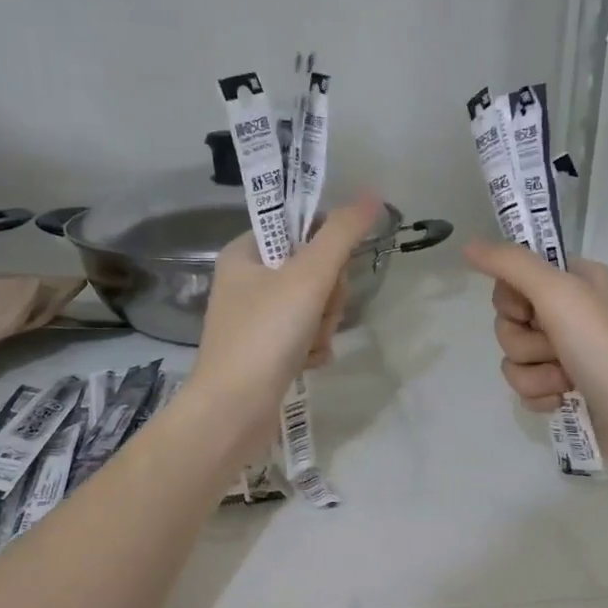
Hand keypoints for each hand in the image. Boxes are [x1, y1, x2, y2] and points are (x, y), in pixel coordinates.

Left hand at [187, 197, 381, 457]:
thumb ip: (341, 235)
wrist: (234, 411)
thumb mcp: (307, 277)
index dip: (324, 250)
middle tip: (315, 315)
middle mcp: (246, 283)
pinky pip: (305, 337)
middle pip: (312, 271)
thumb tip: (372, 196)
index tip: (327, 273)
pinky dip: (313, 349)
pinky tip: (307, 364)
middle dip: (326, 298)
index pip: (298, 230)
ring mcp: (256, 320)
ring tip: (308, 346)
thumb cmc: (265, 336)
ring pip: (314, 307)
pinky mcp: (266, 353)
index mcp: (243, 253)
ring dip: (323, 327)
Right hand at [463, 240, 607, 468]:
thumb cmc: (604, 347)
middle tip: (555, 348)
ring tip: (565, 380)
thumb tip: (468, 244)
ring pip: (514, 359)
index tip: (530, 311)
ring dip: (533, 374)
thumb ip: (511, 264)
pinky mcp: (563, 388)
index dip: (512, 299)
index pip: (515, 277)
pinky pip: (526, 387)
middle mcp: (570, 312)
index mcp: (576, 280)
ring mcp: (567, 353)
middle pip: (509, 322)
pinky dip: (540, 395)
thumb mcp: (558, 293)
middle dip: (524, 343)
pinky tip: (563, 399)